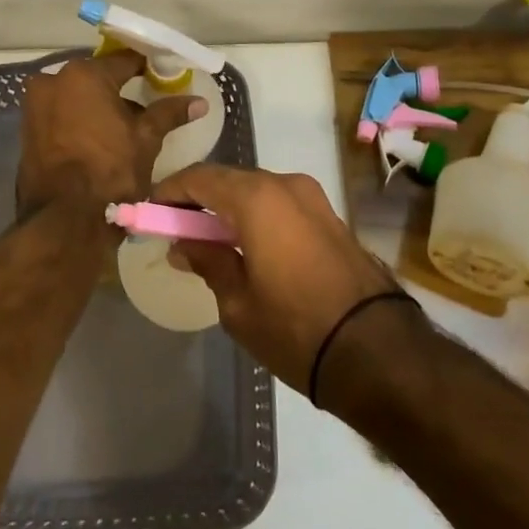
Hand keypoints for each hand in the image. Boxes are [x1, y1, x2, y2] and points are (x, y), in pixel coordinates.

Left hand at [17, 52, 203, 215]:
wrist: (65, 223)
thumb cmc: (110, 172)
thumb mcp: (146, 139)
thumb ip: (169, 113)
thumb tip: (199, 102)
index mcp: (83, 75)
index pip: (125, 61)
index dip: (148, 69)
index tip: (164, 78)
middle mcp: (52, 81)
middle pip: (97, 78)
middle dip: (119, 90)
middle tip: (146, 107)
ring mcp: (34, 107)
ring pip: (76, 97)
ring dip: (98, 107)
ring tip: (124, 128)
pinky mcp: (27, 131)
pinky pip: (60, 115)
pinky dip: (79, 122)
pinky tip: (99, 141)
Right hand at [152, 165, 404, 393]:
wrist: (377, 350)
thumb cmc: (295, 328)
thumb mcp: (237, 303)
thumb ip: (207, 261)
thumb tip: (183, 244)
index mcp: (256, 197)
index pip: (199, 178)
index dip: (170, 191)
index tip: (151, 212)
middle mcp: (285, 184)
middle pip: (229, 180)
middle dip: (198, 199)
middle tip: (175, 230)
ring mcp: (312, 197)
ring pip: (256, 190)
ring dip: (228, 208)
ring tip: (207, 241)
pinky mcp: (329, 215)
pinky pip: (279, 204)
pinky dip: (255, 216)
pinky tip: (244, 246)